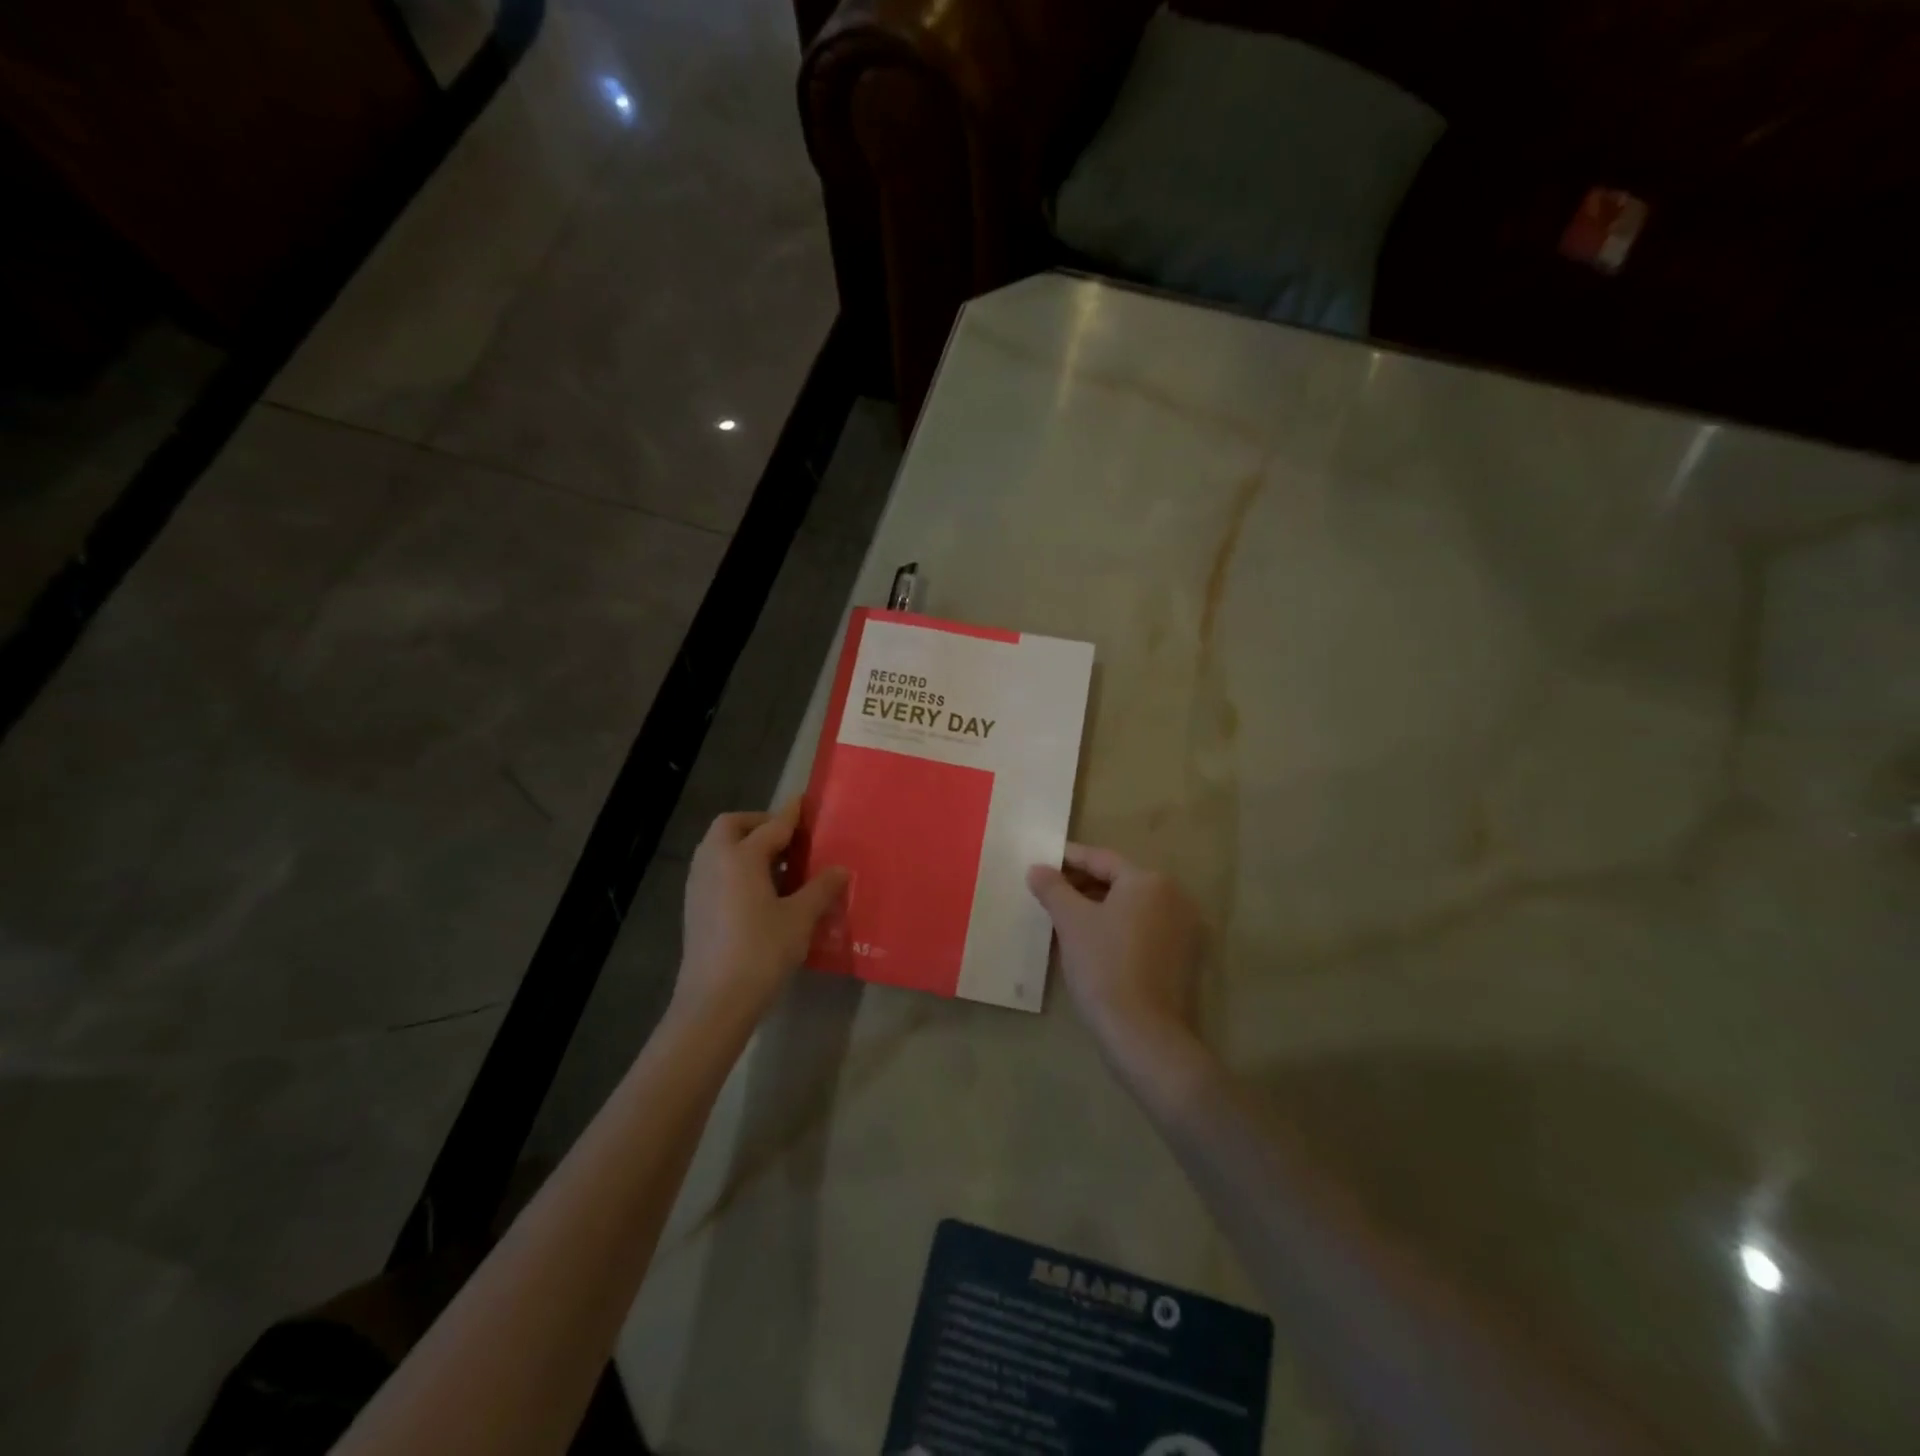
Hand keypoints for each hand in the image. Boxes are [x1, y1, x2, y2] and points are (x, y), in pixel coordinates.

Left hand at [675, 801, 847, 1033]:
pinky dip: (735, 866)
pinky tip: (759, 891)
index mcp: (740, 857)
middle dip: (758, 824)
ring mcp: (698, 885)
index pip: (772, 826)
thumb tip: (840, 870)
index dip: (792, 815)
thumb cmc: (761, 952)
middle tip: (787, 838)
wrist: (714, 1001)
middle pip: (732, 826)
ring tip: (778, 865)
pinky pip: (714, 870)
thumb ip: (821, 889)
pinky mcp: (694, 907)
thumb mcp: (800, 918)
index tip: (805, 802)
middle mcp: (714, 862)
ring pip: (718, 848)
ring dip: (745, 845)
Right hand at [1027, 844, 1204, 1060]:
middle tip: (1048, 893)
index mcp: (1149, 881)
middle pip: (1119, 881)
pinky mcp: (1183, 958)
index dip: (1069, 859)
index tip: (1042, 862)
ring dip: (1098, 908)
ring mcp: (1183, 929)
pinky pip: (1143, 930)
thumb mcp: (1071, 922)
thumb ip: (1053, 889)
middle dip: (1082, 885)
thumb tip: (1037, 868)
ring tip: (1064, 919)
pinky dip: (1117, 928)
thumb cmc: (1104, 966)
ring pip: (1131, 907)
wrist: (1143, 1034)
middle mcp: (1173, 897)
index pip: (1101, 859)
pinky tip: (1090, 943)